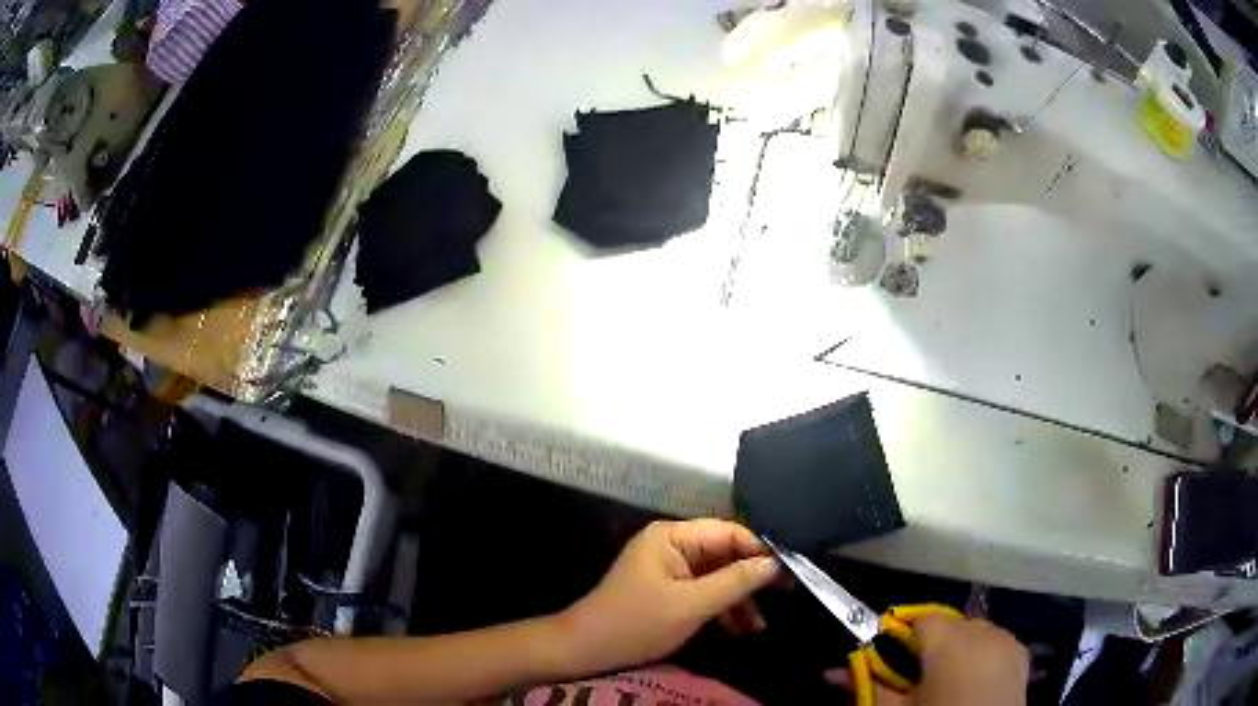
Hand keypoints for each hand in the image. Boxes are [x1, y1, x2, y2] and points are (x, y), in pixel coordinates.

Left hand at [554, 519, 780, 674]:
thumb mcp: (691, 605)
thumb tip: (775, 564)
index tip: (791, 570)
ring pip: (717, 575)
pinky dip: (720, 608)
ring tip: (759, 626)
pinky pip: (703, 591)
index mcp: (673, 536)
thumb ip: (735, 582)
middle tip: (786, 595)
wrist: (586, 650)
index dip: (761, 550)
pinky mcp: (667, 589)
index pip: (729, 532)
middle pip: (724, 554)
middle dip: (752, 578)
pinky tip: (739, 629)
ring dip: (738, 600)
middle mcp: (672, 545)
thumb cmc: (637, 623)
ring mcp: (669, 568)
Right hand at [826, 616, 1028, 704]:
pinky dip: (981, 655)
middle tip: (917, 679)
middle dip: (931, 645)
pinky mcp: (1021, 652)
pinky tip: (973, 682)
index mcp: (948, 640)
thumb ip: (868, 686)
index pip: (919, 619)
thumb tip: (832, 672)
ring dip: (958, 649)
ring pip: (973, 631)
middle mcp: (981, 629)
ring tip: (947, 682)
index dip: (903, 638)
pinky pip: (995, 642)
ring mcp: (1006, 638)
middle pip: (948, 624)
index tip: (892, 661)